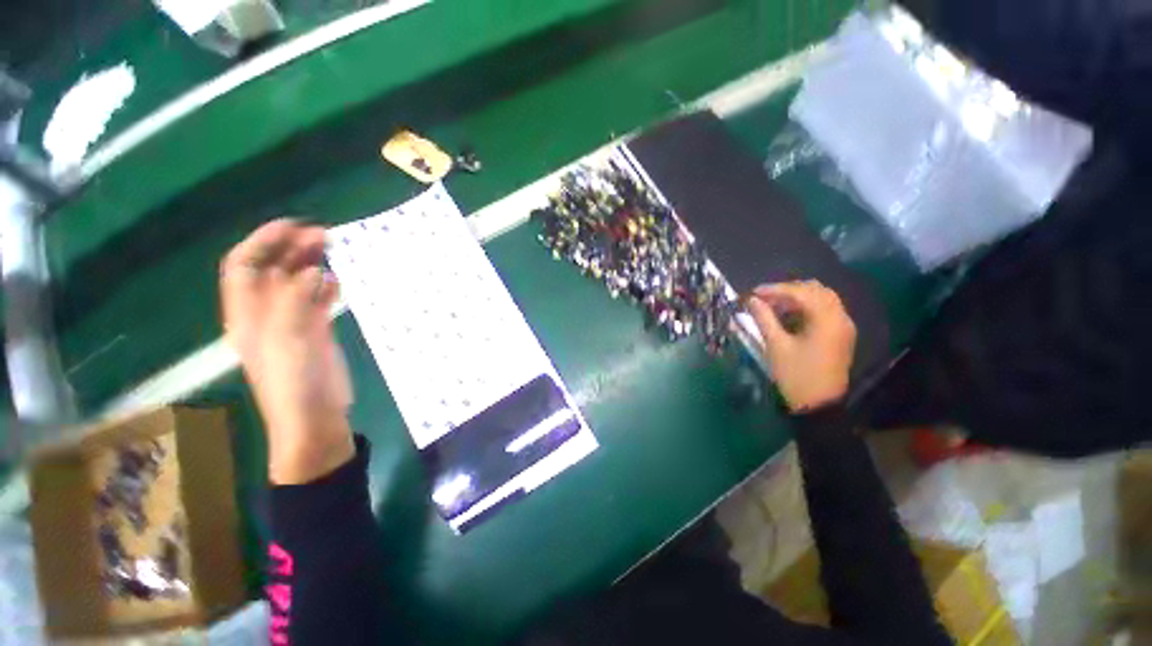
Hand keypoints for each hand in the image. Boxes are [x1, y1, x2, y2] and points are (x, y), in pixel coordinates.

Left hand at [220, 220, 354, 484]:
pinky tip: (340, 280)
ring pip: (297, 284)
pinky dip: (327, 287)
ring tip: (335, 249)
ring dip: (311, 264)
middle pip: (273, 271)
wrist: (314, 417)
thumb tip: (313, 270)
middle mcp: (266, 314)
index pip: (245, 266)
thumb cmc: (294, 381)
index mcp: (248, 313)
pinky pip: (318, 301)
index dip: (263, 242)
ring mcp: (292, 324)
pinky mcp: (316, 334)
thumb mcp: (289, 339)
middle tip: (324, 234)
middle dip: (292, 249)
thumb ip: (297, 301)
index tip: (293, 226)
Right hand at [746, 281, 856, 412]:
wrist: (818, 405)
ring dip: (798, 298)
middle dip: (788, 290)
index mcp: (826, 320)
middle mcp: (840, 318)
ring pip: (822, 299)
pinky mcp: (840, 335)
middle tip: (764, 298)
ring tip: (774, 306)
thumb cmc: (795, 375)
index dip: (775, 289)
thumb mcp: (776, 345)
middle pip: (816, 290)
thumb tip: (752, 300)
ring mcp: (843, 326)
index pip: (801, 292)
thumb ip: (764, 318)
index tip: (753, 292)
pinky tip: (789, 316)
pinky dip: (807, 308)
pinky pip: (825, 311)